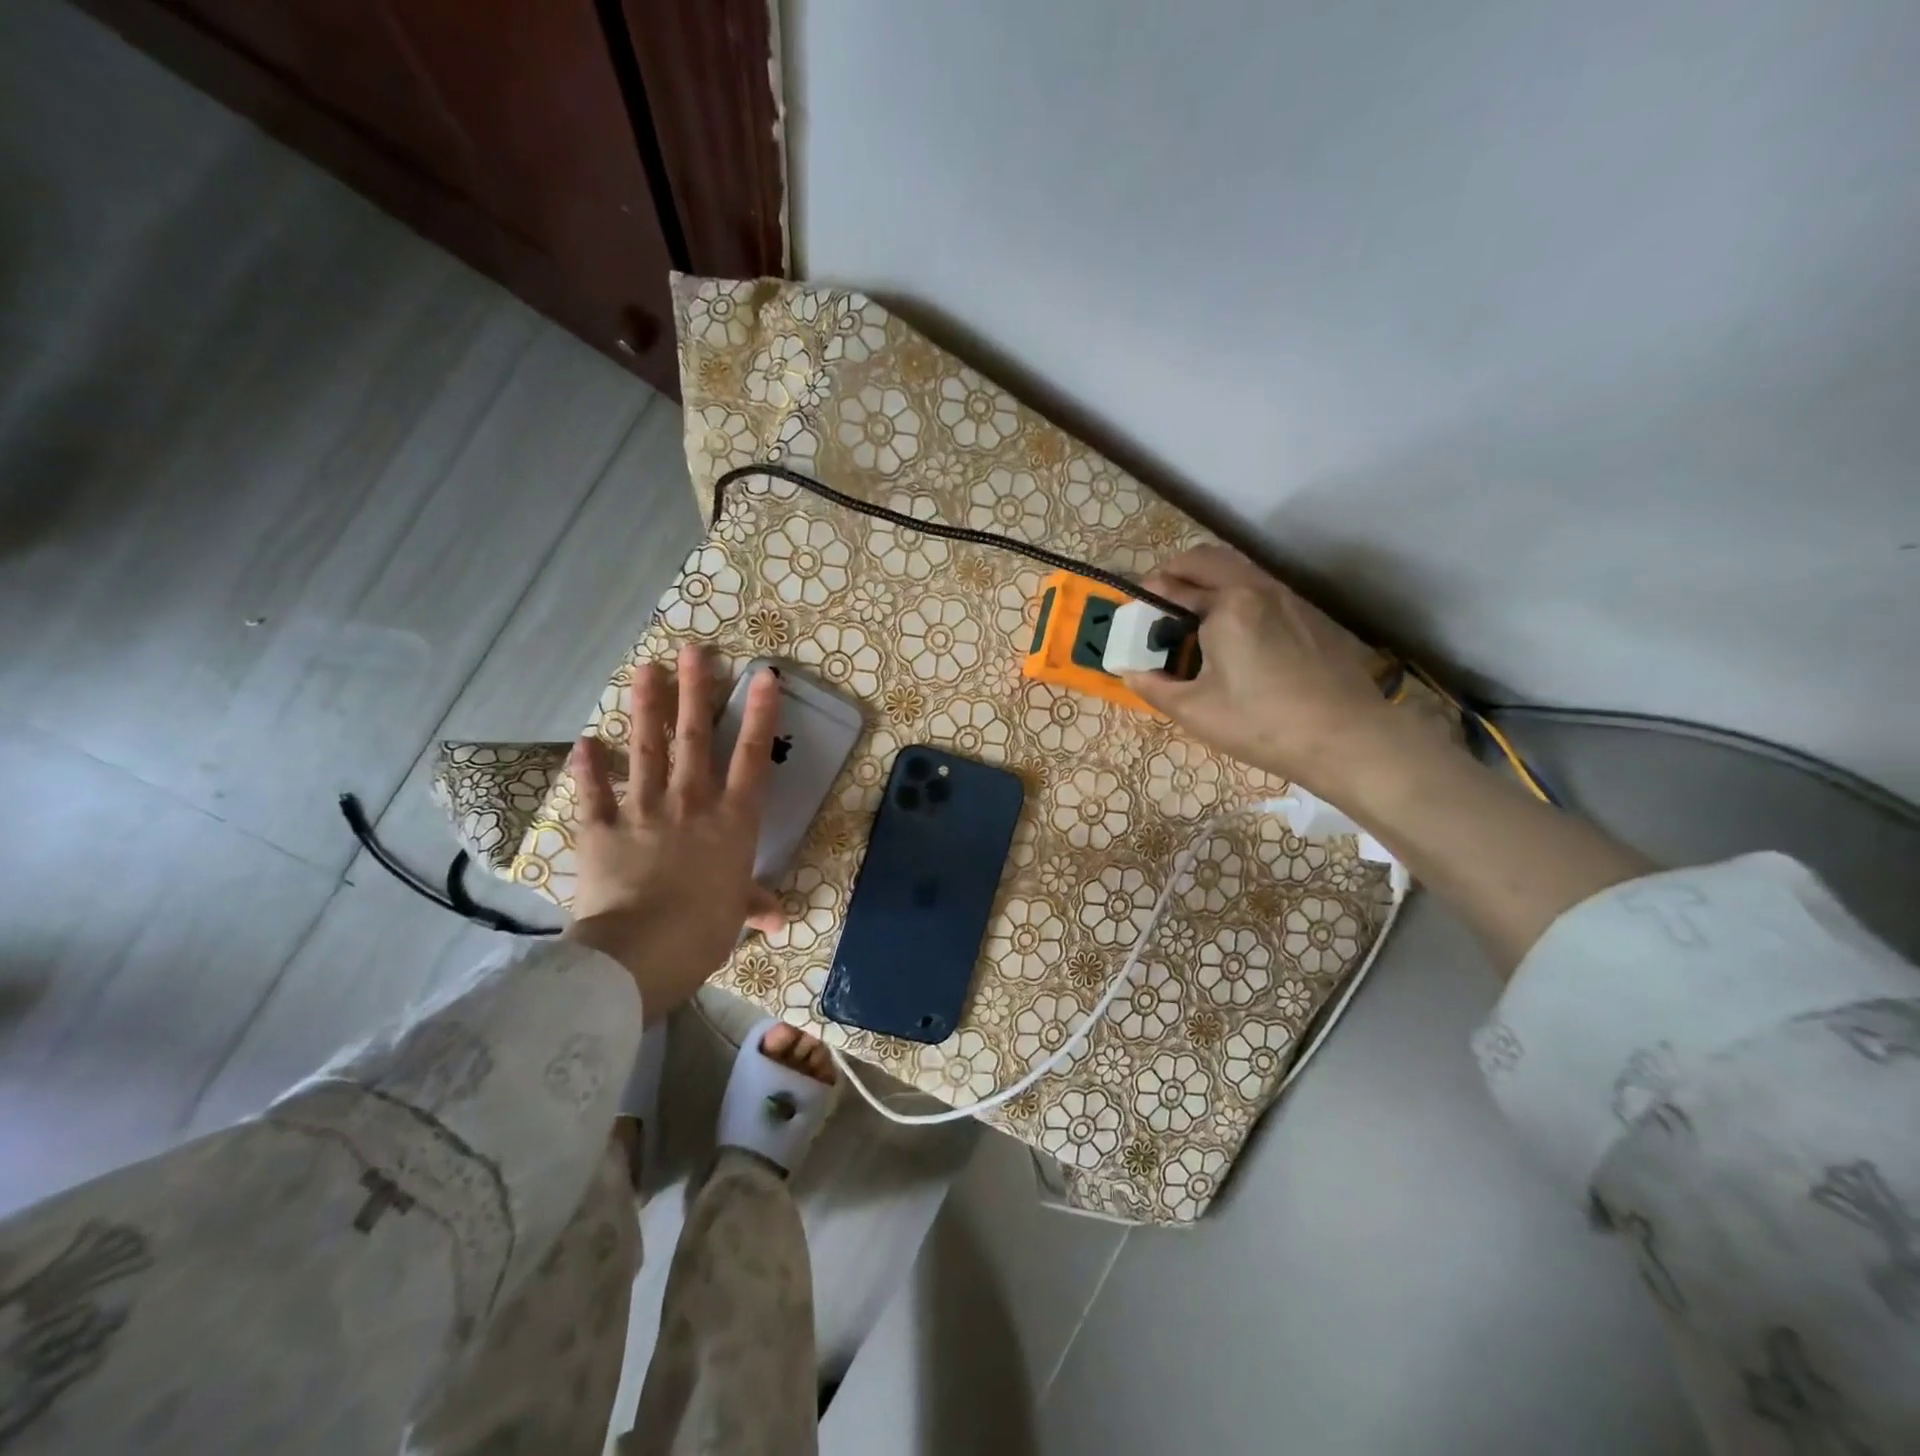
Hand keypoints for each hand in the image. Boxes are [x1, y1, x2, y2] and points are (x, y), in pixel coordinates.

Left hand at [563, 644, 784, 1020]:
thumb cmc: (704, 930)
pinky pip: (595, 793)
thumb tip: (779, 918)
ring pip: (647, 750)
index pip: (752, 757)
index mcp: (731, 820)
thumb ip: (754, 904)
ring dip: (647, 708)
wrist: (642, 950)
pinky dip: (589, 768)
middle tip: (693, 651)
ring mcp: (643, 810)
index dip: (760, 714)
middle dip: (696, 691)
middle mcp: (690, 802)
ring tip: (644, 669)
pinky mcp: (602, 829)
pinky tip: (586, 742)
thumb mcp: (737, 915)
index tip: (764, 676)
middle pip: (696, 737)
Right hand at [1120, 546, 1408, 797]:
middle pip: (1207, 558)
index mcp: (1226, 606)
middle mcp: (1257, 588)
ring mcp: (1289, 597)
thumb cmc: (1263, 724)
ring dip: (1209, 578)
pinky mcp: (1309, 613)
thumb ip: (1156, 687)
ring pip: (1238, 568)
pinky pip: (1262, 586)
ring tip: (1194, 615)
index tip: (1135, 615)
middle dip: (1176, 572)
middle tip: (1160, 603)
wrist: (1348, 737)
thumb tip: (1131, 672)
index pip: (1173, 585)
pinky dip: (1236, 592)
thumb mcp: (1196, 712)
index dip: (1147, 597)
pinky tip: (1235, 632)